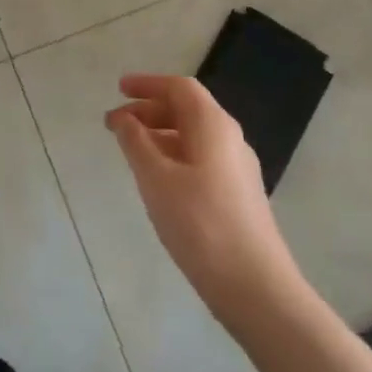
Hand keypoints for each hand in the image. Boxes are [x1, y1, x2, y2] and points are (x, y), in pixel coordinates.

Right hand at [107, 74, 298, 318]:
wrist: (256, 288)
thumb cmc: (201, 224)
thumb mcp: (156, 179)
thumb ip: (136, 142)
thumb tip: (123, 118)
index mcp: (213, 125)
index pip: (179, 88)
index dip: (147, 84)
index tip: (118, 89)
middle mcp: (230, 138)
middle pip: (187, 110)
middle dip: (148, 110)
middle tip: (115, 124)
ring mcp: (237, 168)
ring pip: (193, 136)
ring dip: (159, 135)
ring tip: (130, 151)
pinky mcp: (238, 195)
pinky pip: (200, 159)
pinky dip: (173, 156)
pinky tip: (157, 180)